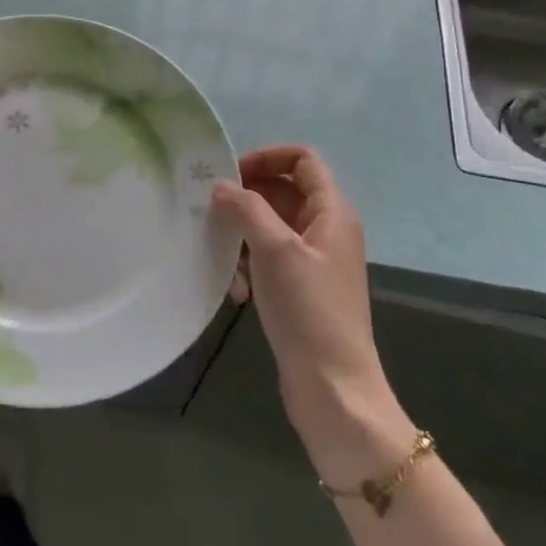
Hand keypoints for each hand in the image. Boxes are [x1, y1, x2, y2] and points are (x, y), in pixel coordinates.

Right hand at [214, 146, 412, 485]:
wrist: (333, 386)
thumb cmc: (308, 310)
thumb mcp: (275, 250)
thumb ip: (247, 209)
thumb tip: (221, 185)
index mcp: (332, 212)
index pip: (303, 160)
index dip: (266, 158)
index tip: (230, 175)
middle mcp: (327, 230)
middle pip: (283, 192)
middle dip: (247, 200)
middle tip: (212, 213)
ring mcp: (314, 261)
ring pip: (271, 228)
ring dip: (244, 238)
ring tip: (224, 260)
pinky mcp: (301, 289)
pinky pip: (269, 260)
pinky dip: (250, 267)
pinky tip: (237, 293)